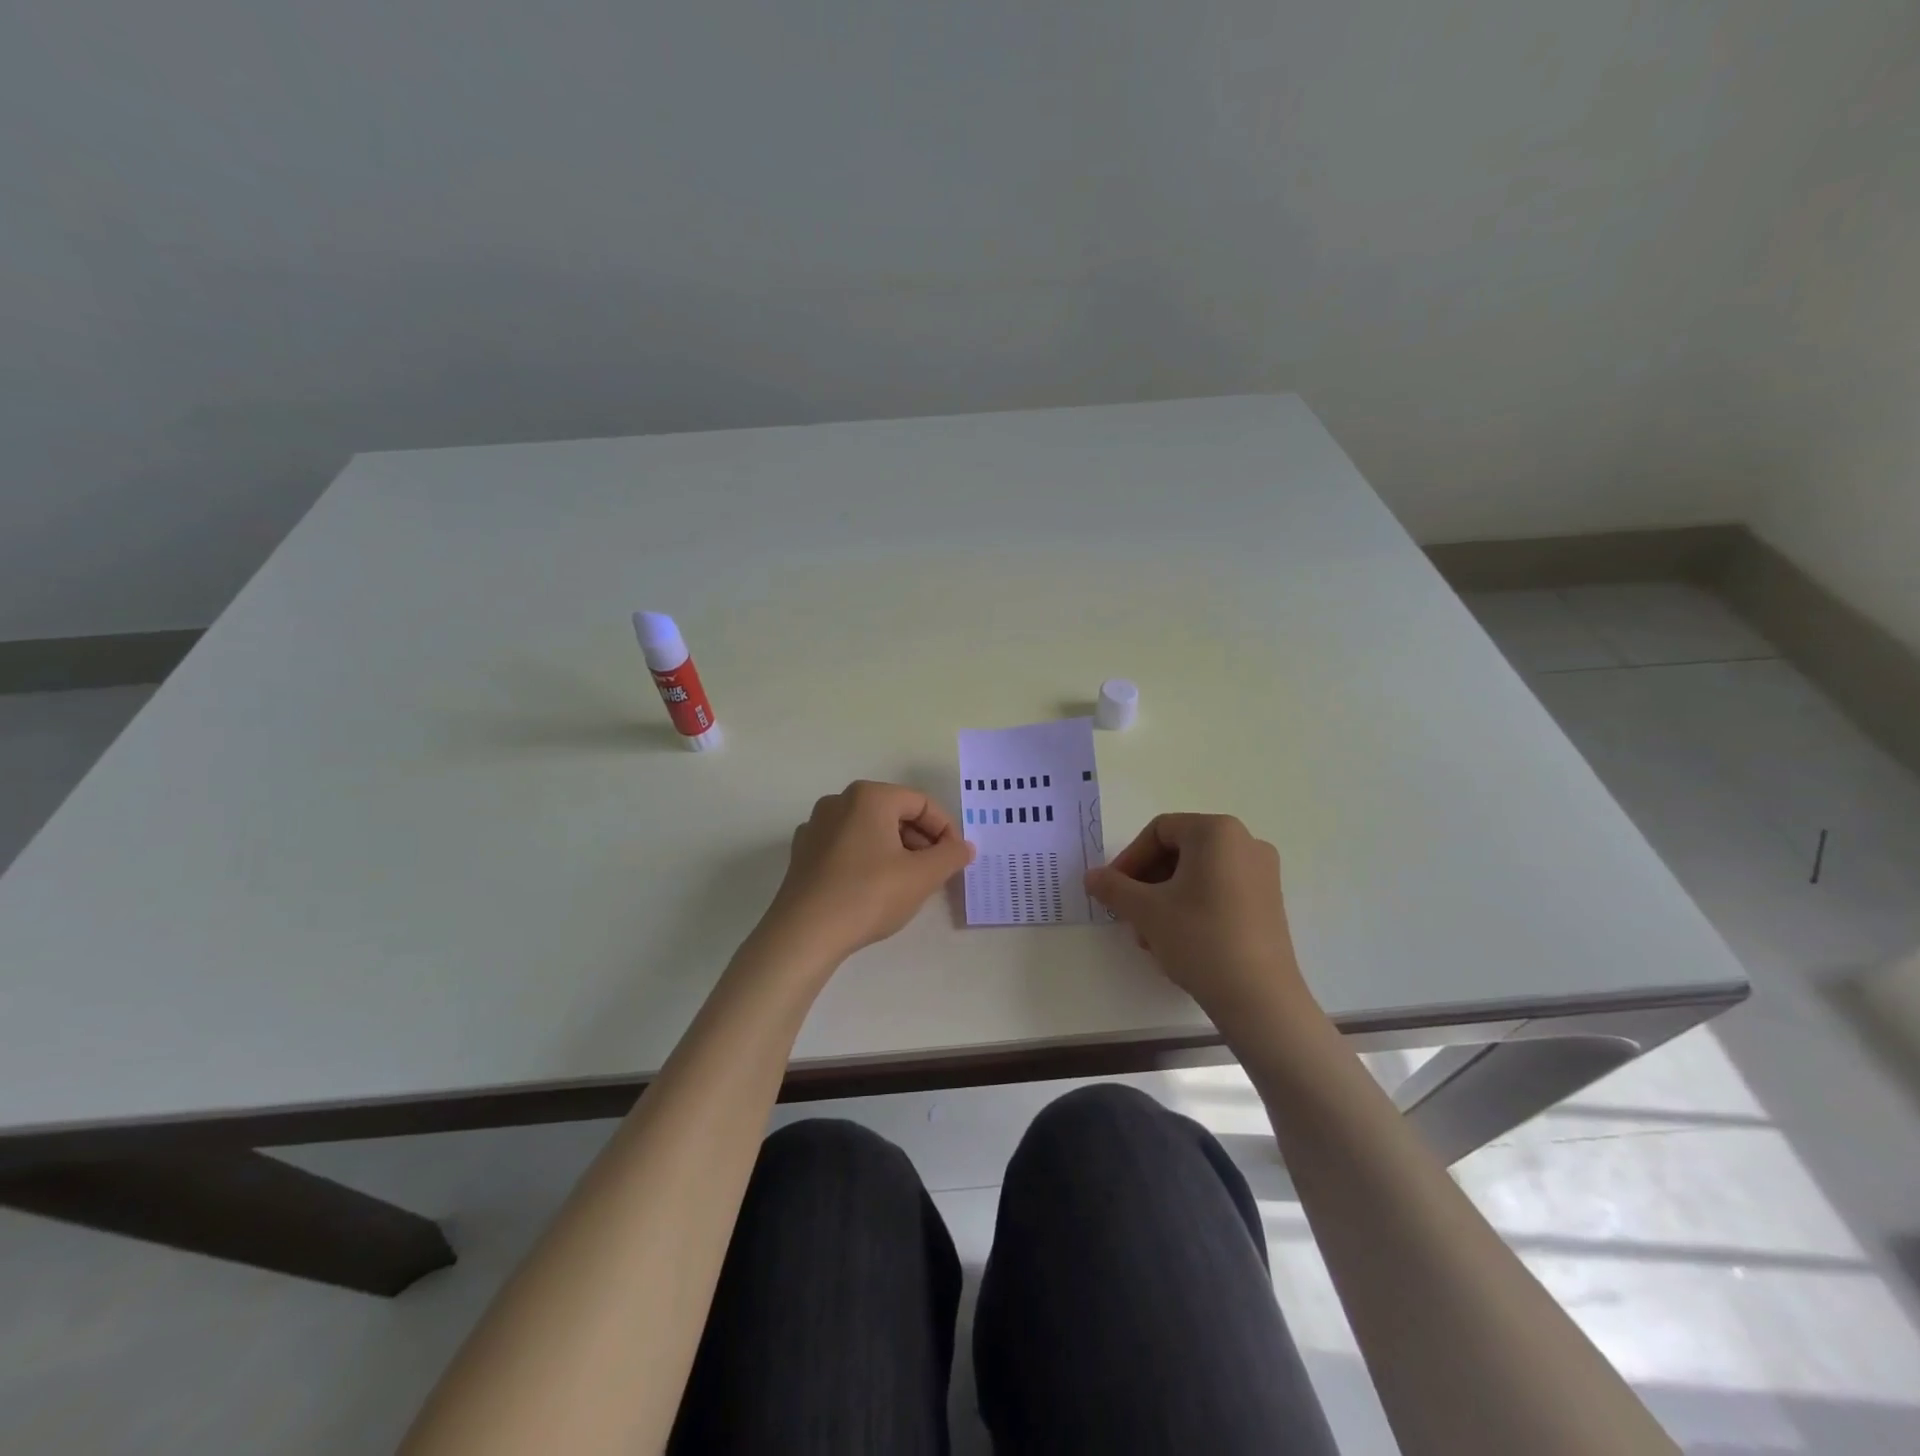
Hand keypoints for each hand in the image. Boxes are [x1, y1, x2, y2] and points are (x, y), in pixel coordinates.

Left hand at [758, 781, 974, 966]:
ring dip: (896, 850)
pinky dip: (868, 859)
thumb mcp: (922, 876)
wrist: (804, 934)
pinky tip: (874, 889)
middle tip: (935, 872)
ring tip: (908, 883)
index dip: (946, 830)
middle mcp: (839, 801)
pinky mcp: (803, 852)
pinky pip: (847, 846)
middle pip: (894, 813)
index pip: (922, 803)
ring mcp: (816, 826)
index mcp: (869, 796)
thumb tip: (964, 847)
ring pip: (870, 830)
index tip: (955, 859)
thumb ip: (950, 856)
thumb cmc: (868, 895)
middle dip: (921, 840)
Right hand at [1085, 814, 1316, 1030]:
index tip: (1113, 890)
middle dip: (1147, 883)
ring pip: (1197, 874)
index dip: (1130, 859)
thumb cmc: (1200, 938)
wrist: (1259, 998)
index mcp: (1217, 832)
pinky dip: (1192, 907)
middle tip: (1129, 915)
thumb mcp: (1145, 911)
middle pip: (1179, 852)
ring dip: (1165, 899)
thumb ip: (1113, 887)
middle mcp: (1245, 842)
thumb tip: (1091, 877)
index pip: (1159, 831)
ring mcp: (1262, 873)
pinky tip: (1177, 941)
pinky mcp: (1269, 903)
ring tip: (1150, 936)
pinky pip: (1219, 890)